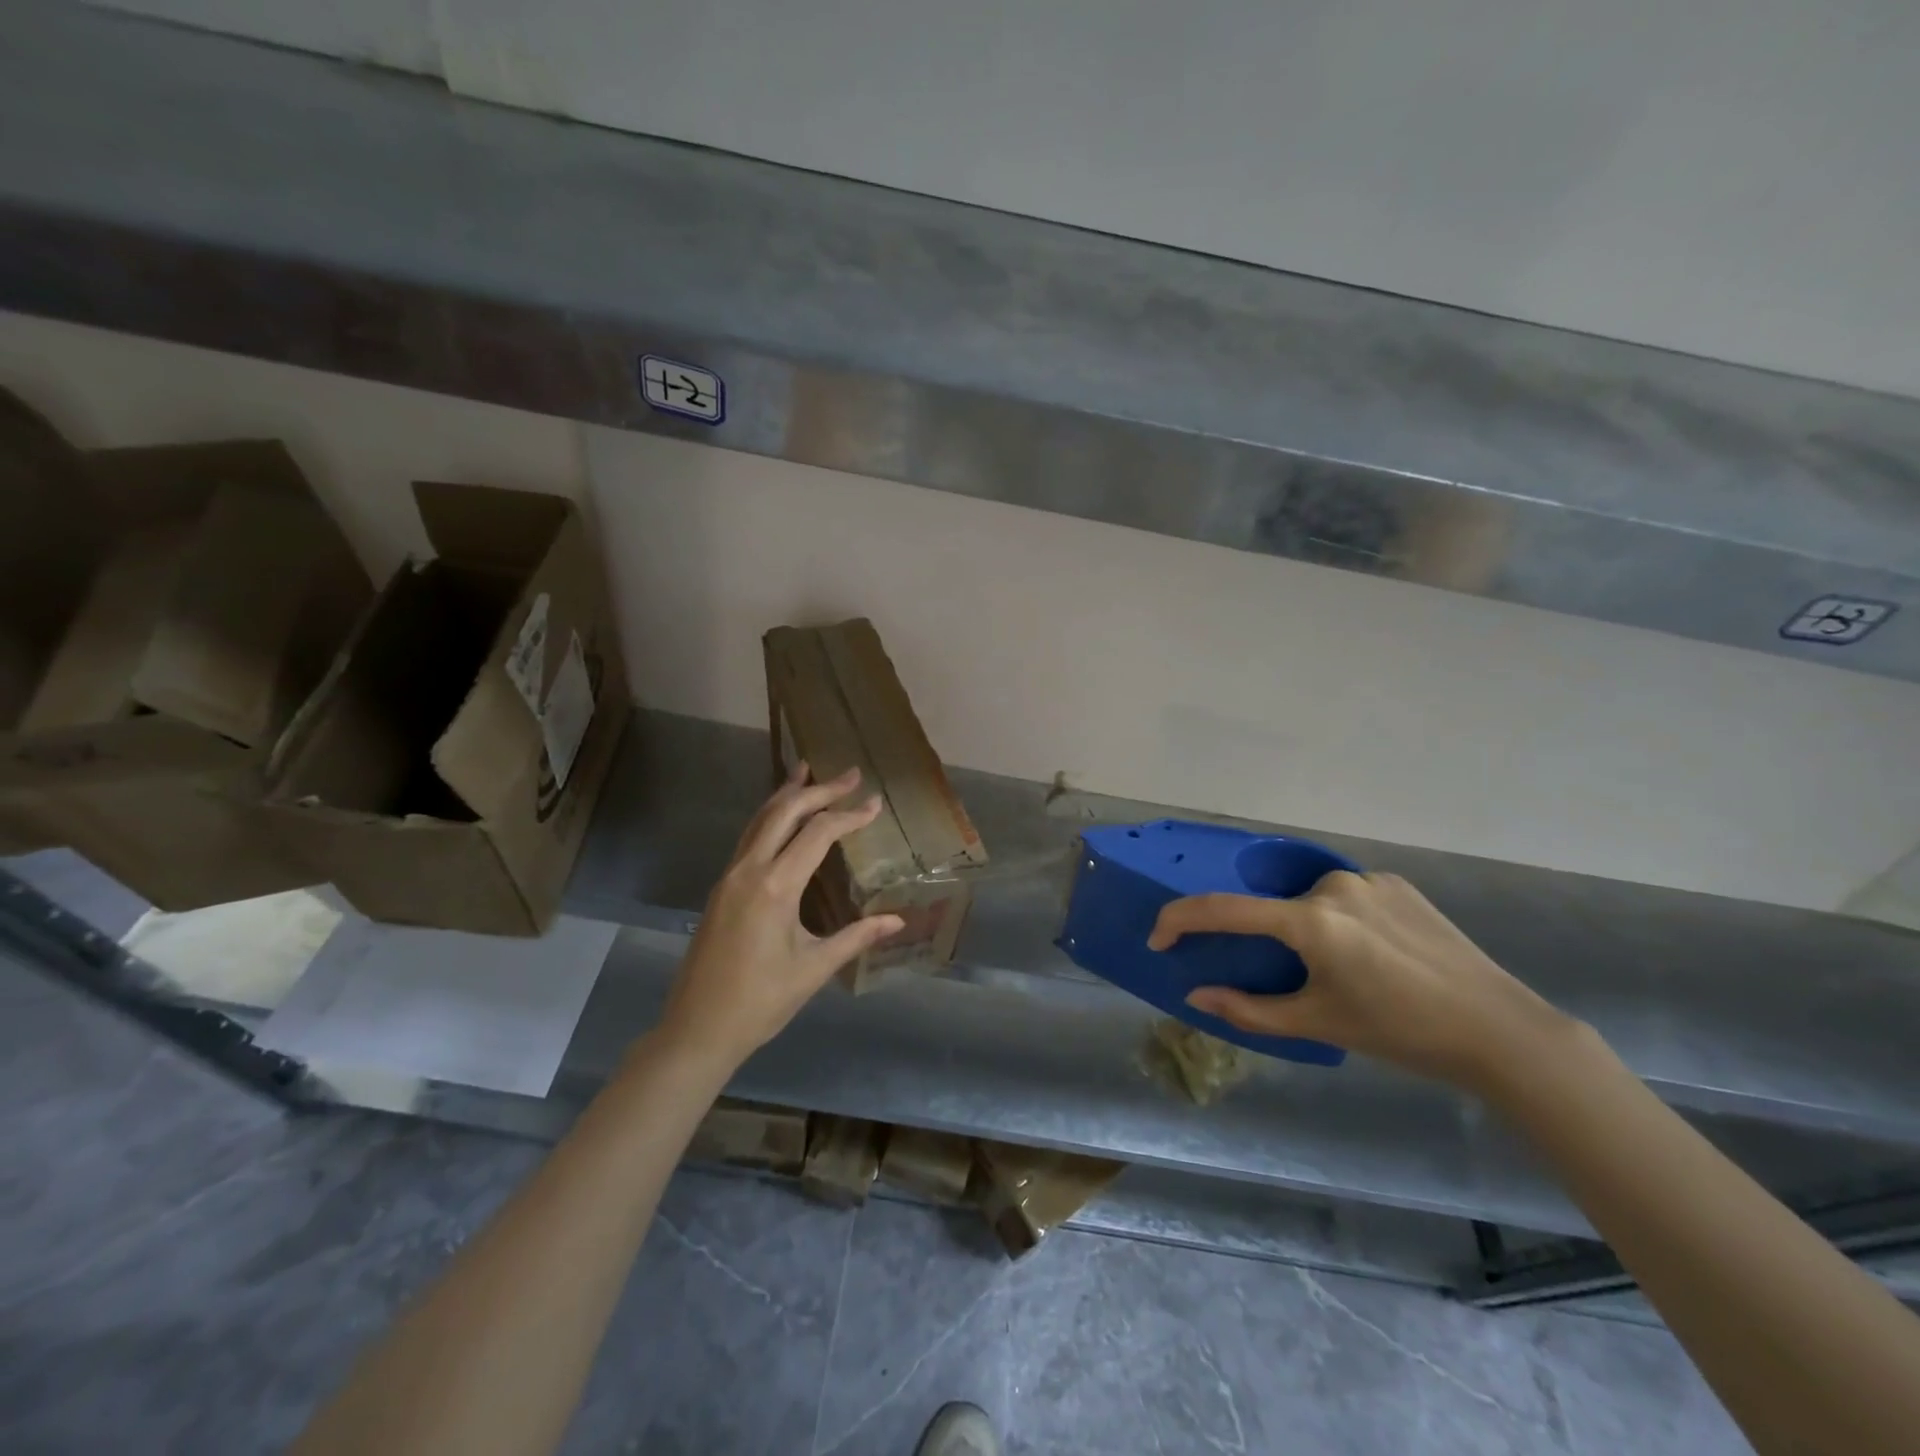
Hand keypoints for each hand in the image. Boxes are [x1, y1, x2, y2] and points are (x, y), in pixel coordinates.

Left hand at [657, 763, 904, 1067]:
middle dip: (818, 790)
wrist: (696, 1030)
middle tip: (849, 775)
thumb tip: (898, 920)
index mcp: (774, 888)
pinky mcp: (721, 889)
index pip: (817, 834)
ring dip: (787, 795)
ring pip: (759, 820)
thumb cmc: (760, 1003)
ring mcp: (729, 877)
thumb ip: (856, 937)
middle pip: (784, 812)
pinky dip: (769, 817)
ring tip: (808, 771)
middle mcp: (748, 871)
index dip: (848, 816)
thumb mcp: (813, 969)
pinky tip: (782, 817)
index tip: (875, 804)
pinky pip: (748, 838)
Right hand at [1148, 871, 1574, 1091]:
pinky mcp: (1397, 882)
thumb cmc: (1401, 1032)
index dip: (1181, 921)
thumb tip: (1196, 995)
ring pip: (1311, 901)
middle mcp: (1333, 886)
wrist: (1500, 1030)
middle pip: (1275, 910)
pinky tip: (1374, 954)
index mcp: (1311, 921)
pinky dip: (1342, 920)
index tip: (1159, 940)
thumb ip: (1249, 1009)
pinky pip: (1347, 896)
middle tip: (1298, 981)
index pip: (1224, 910)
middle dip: (1270, 941)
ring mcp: (1368, 879)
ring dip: (1308, 930)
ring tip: (1344, 972)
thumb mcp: (1319, 1024)